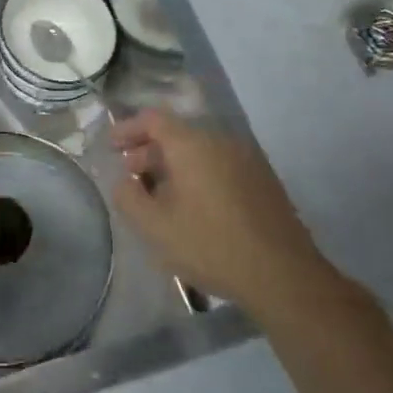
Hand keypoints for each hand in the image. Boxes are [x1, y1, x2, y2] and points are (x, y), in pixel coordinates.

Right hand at [112, 110, 323, 306]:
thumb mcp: (155, 226)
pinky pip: (219, 164)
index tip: (111, 147)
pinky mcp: (262, 179)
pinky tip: (192, 206)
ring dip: (173, 164)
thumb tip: (124, 181)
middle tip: (130, 175)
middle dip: (148, 150)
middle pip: (177, 133)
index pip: (153, 118)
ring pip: (200, 150)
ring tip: (159, 194)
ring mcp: (246, 158)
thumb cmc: (210, 245)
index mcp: (192, 143)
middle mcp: (220, 140)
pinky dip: (198, 174)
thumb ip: (128, 197)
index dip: (128, 129)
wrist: (282, 274)